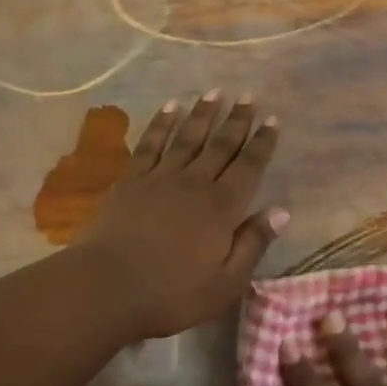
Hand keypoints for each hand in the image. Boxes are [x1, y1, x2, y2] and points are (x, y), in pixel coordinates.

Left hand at [71, 92, 284, 340]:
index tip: (273, 120)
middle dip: (237, 120)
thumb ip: (253, 244)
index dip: (262, 143)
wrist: (105, 287)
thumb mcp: (225, 283)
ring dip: (203, 114)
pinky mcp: (131, 180)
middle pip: (220, 145)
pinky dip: (162, 124)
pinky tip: (170, 108)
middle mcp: (194, 183)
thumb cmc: (170, 293)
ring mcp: (160, 178)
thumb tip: (281, 211)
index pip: (249, 167)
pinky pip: (151, 144)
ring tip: (215, 92)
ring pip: (188, 137)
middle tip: (249, 96)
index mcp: (221, 208)